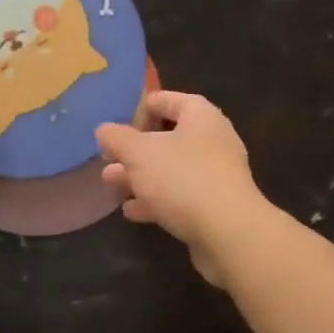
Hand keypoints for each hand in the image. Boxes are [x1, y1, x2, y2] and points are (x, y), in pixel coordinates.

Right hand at [96, 90, 275, 286]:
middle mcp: (213, 141)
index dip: (140, 107)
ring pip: (171, 169)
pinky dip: (156, 200)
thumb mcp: (139, 153)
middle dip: (135, 149)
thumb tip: (105, 130)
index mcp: (200, 117)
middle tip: (107, 157)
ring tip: (110, 183)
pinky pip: (180, 195)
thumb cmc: (182, 179)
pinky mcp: (215, 205)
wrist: (228, 232)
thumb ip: (118, 138)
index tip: (115, 121)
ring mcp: (216, 175)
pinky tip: (132, 211)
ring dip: (141, 176)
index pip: (168, 100)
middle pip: (168, 137)